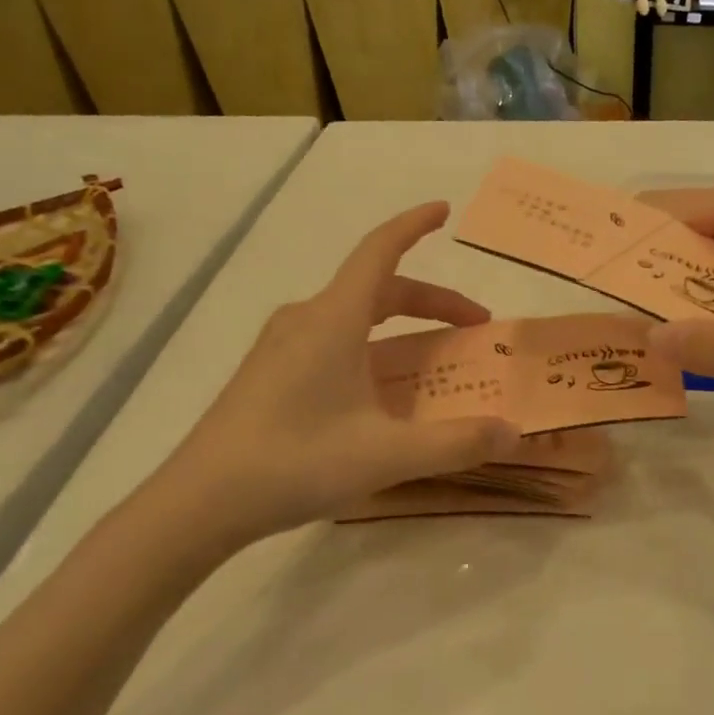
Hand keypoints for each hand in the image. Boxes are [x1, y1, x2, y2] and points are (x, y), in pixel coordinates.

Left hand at [142, 202, 520, 552]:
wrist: (199, 503)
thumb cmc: (295, 462)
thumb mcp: (387, 455)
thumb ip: (457, 442)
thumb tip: (514, 432)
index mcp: (334, 319)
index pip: (380, 250)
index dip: (414, 225)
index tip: (444, 211)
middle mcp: (307, 318)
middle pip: (378, 288)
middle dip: (432, 301)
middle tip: (474, 326)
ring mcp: (282, 344)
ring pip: (354, 314)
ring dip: (401, 325)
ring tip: (433, 358)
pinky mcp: (269, 371)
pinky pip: (332, 338)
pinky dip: (372, 345)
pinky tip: (379, 389)